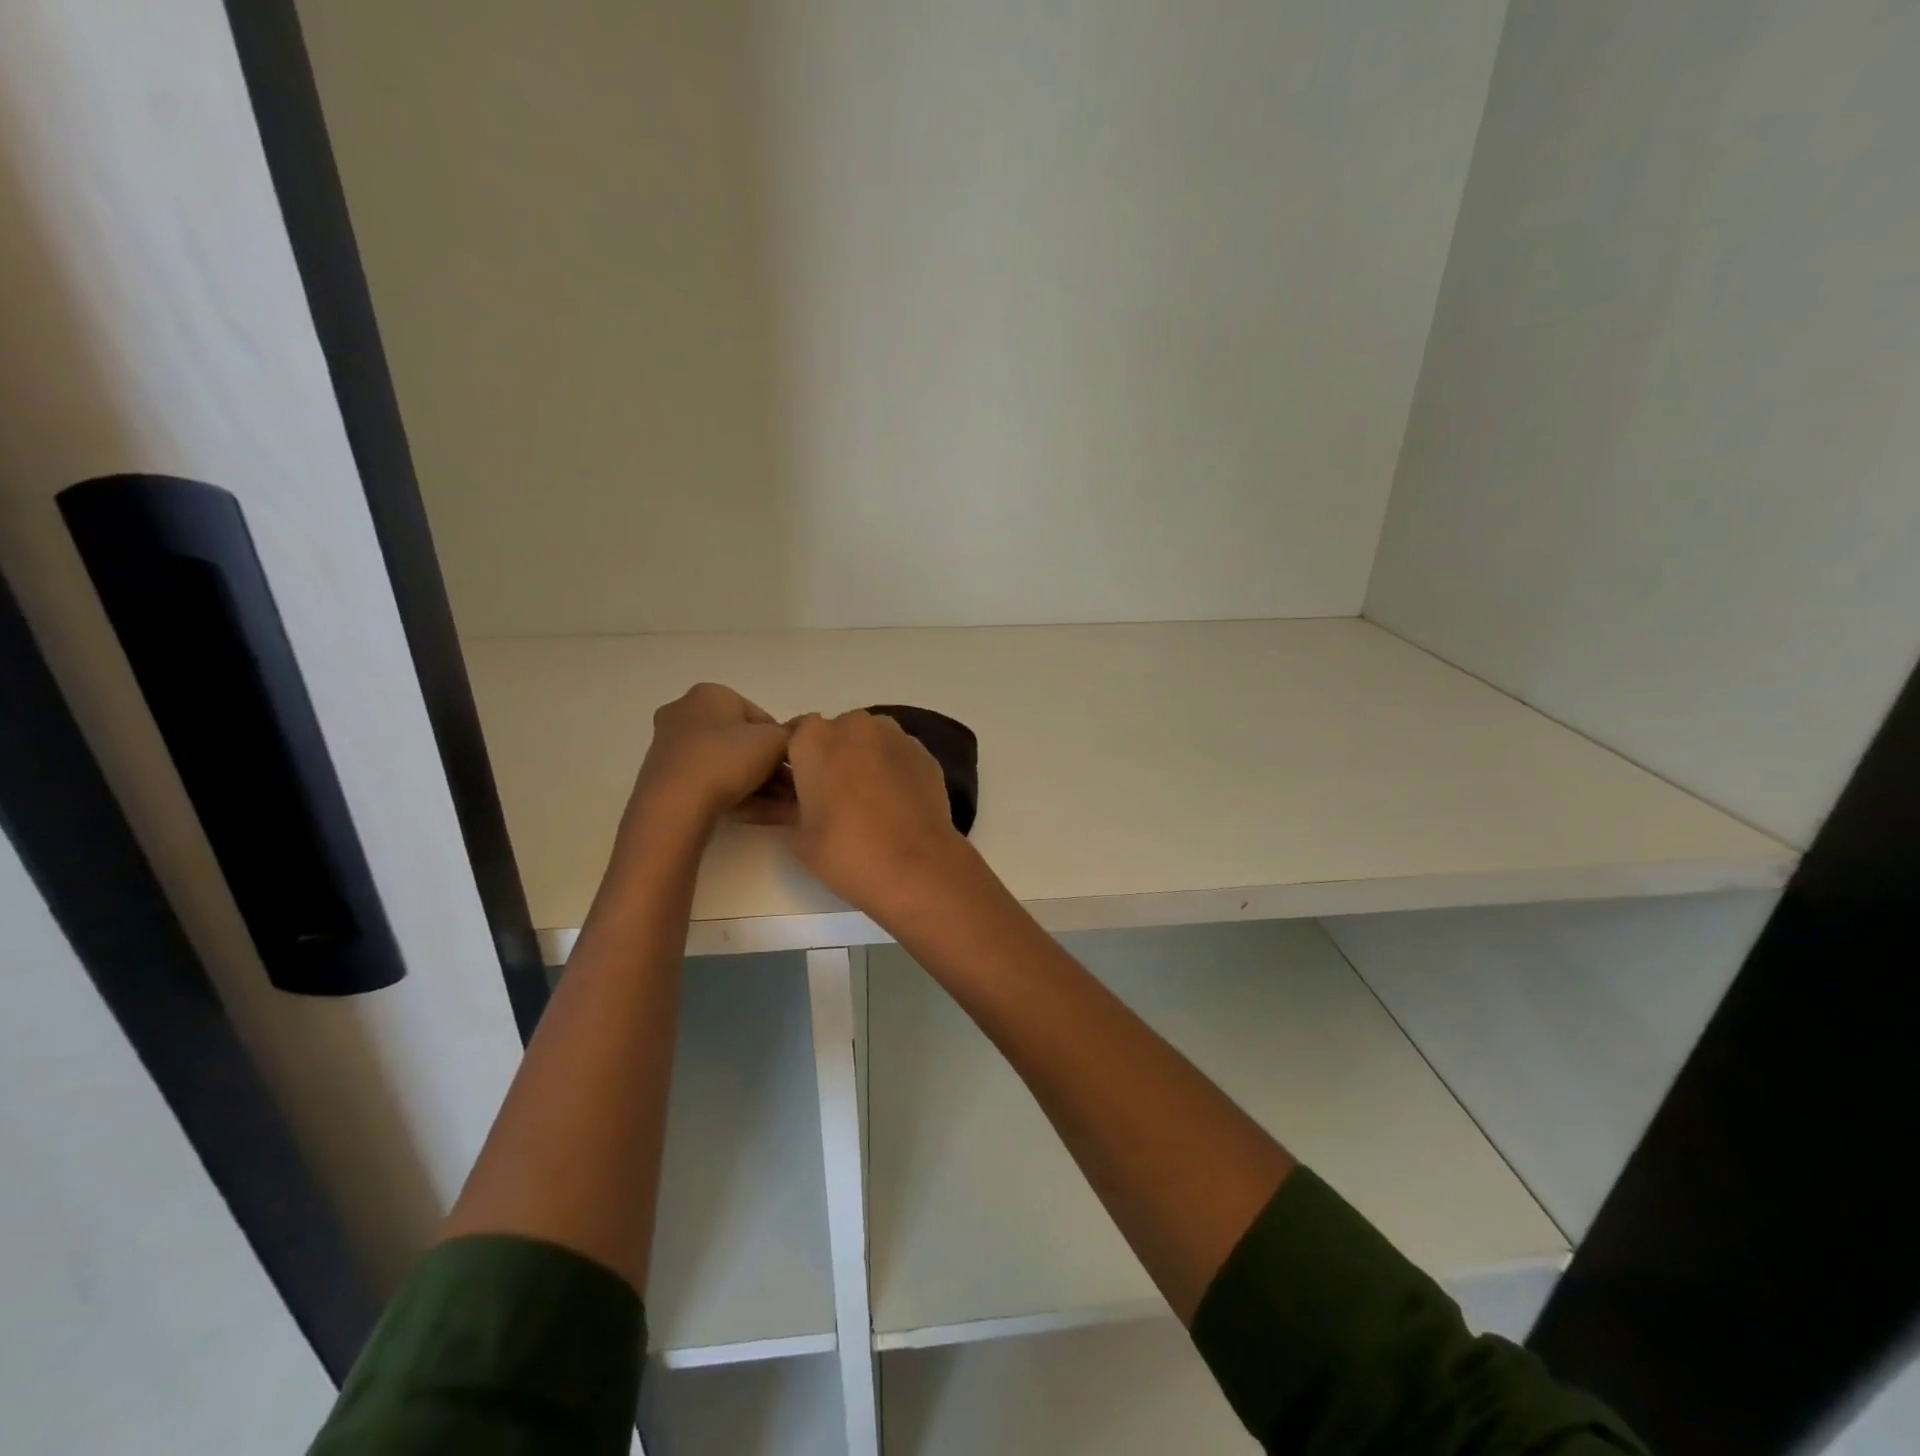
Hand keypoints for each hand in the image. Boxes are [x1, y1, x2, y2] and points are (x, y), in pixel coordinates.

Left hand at [628, 683, 790, 829]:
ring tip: (792, 809)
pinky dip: (743, 797)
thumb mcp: (774, 741)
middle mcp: (687, 715)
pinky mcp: (669, 781)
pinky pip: (714, 785)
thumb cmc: (727, 758)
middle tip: (798, 790)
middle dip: (775, 770)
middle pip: (744, 744)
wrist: (675, 804)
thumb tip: (810, 725)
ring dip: (765, 788)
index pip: (760, 717)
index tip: (798, 765)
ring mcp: (674, 750)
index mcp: (710, 695)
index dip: (784, 742)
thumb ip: (795, 733)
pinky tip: (771, 816)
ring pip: (730, 768)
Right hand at [783, 710, 968, 917]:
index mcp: (814, 738)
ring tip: (868, 800)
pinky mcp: (925, 753)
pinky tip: (897, 803)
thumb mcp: (798, 837)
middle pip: (836, 732)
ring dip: (865, 759)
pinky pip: (898, 755)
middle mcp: (855, 725)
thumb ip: (787, 808)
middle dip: (833, 756)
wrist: (916, 866)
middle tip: (833, 796)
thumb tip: (788, 803)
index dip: (795, 760)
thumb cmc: (846, 851)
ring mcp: (896, 736)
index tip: (796, 786)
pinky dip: (894, 769)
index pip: (793, 735)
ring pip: (870, 740)